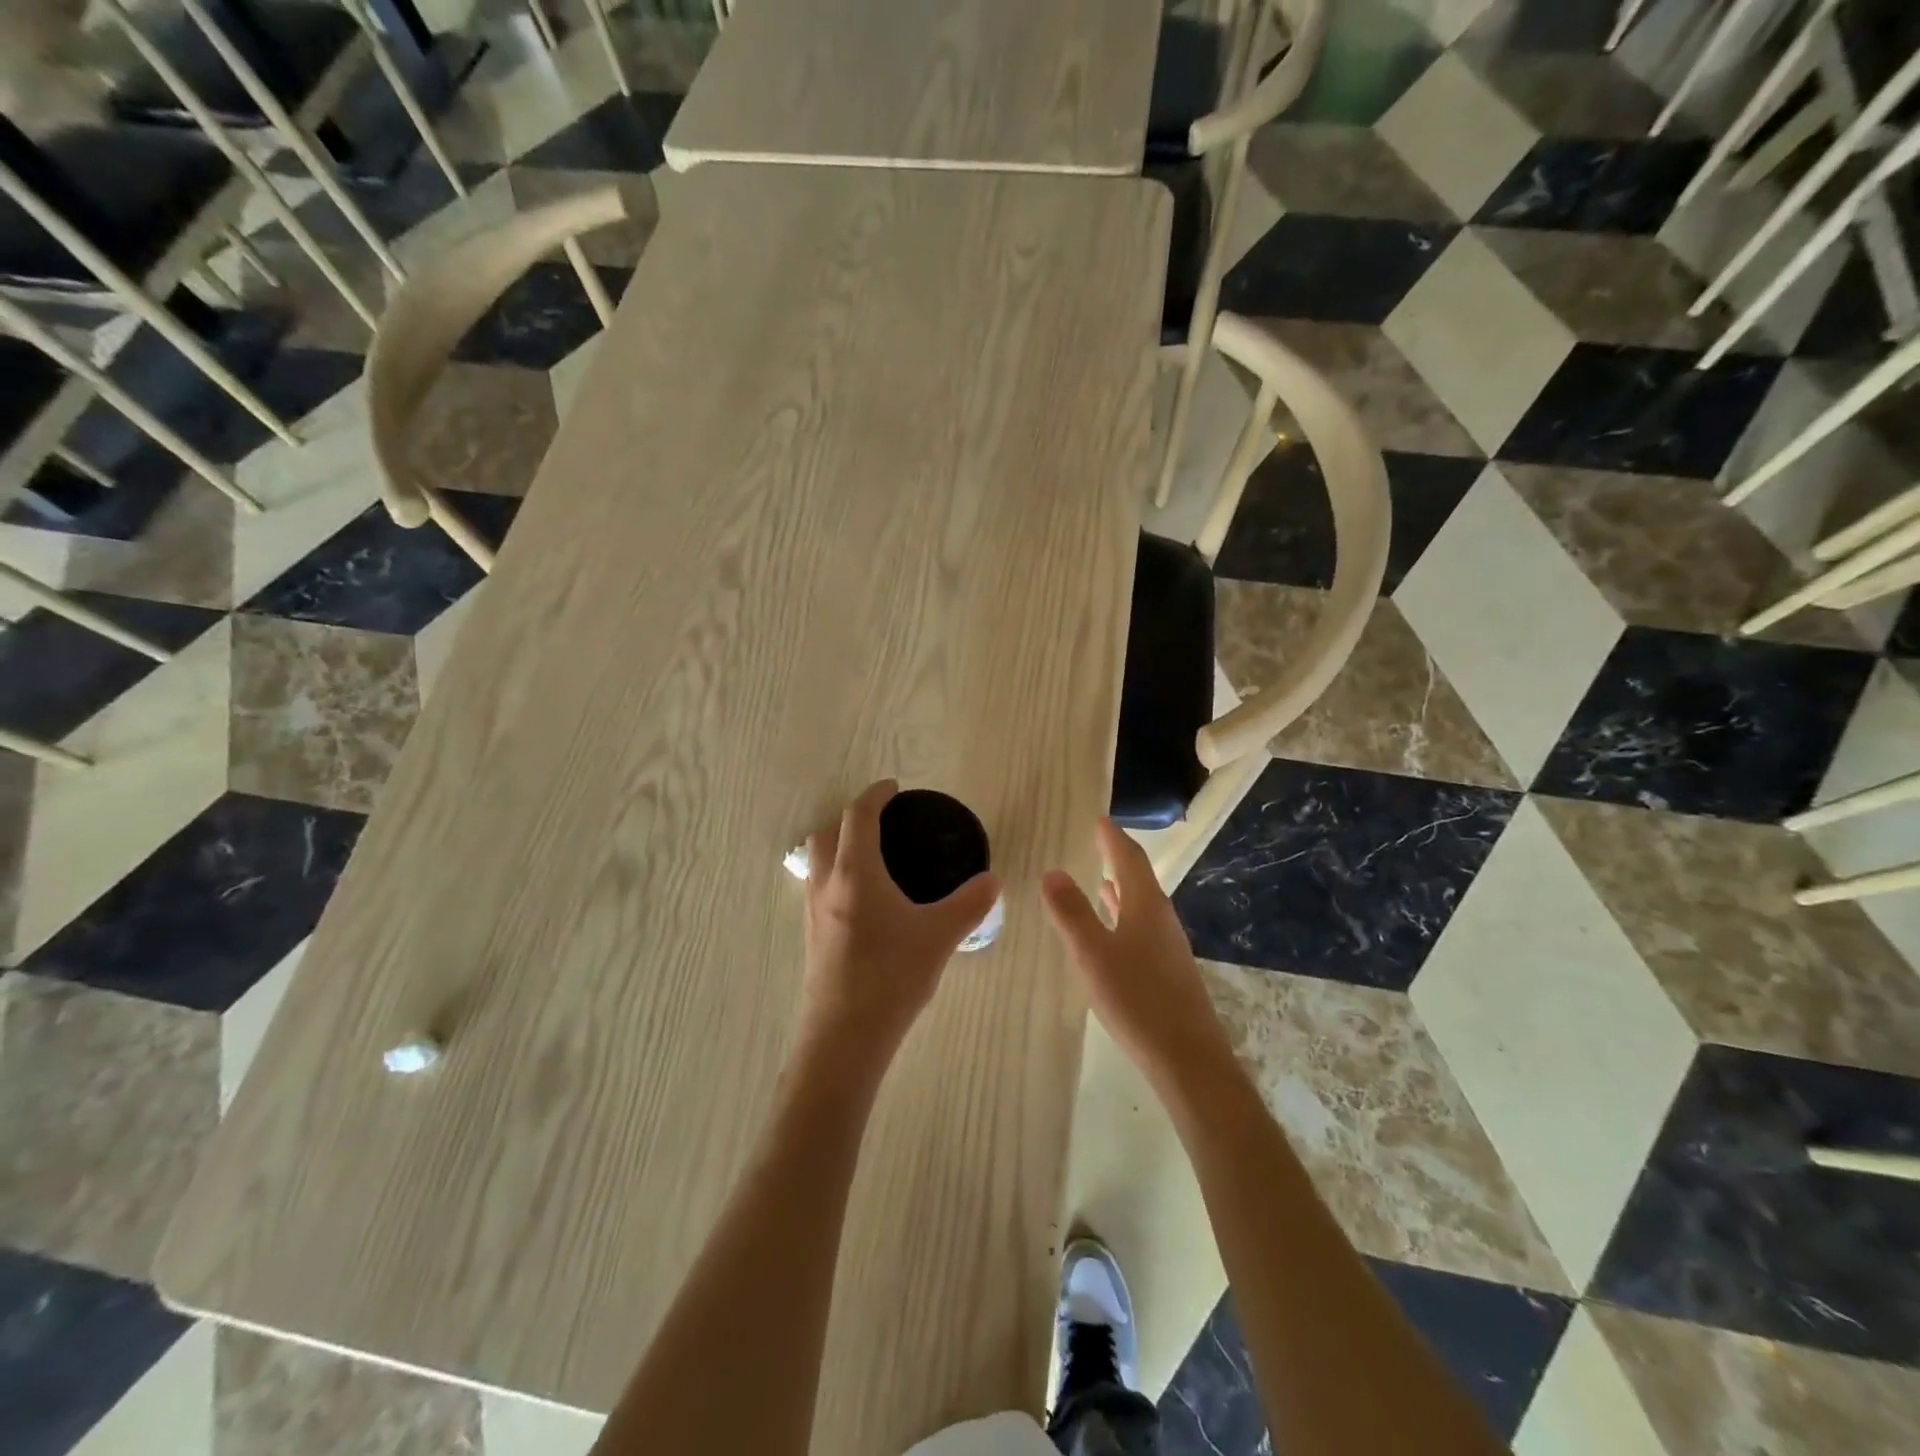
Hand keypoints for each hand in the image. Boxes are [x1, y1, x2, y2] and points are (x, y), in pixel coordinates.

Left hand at [800, 781, 1001, 1068]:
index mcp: (855, 873)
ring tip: (875, 859)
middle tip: (884, 824)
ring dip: (839, 846)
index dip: (875, 794)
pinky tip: (866, 901)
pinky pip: (819, 887)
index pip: (858, 815)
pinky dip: (837, 875)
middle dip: (851, 818)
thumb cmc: (891, 977)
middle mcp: (827, 884)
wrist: (844, 1037)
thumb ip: (969, 904)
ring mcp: (813, 911)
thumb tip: (993, 881)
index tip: (894, 788)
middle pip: (826, 832)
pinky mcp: (812, 935)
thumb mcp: (939, 936)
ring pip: (818, 861)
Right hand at [1041, 817, 1233, 1088]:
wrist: (1188, 1060)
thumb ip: (1071, 913)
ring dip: (1122, 888)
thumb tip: (1053, 872)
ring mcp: (1168, 947)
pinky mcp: (1169, 972)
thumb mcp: (1093, 954)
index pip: (1129, 859)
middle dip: (1118, 858)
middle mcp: (1161, 919)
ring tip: (1102, 878)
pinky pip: (1142, 928)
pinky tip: (1115, 933)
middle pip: (1140, 878)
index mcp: (1145, 907)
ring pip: (1142, 905)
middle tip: (1098, 841)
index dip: (1113, 838)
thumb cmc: (1137, 1000)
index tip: (1099, 819)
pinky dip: (1125, 917)